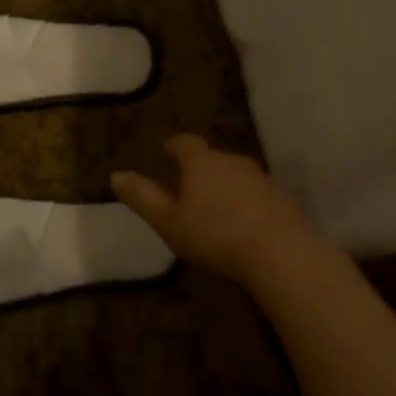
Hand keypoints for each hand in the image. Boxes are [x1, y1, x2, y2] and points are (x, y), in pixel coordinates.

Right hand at [110, 135, 317, 285]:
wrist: (278, 252)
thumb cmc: (214, 234)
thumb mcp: (168, 221)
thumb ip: (142, 197)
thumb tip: (115, 175)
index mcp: (201, 162)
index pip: (184, 143)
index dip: (173, 146)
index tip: (165, 152)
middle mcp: (232, 161)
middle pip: (211, 157)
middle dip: (198, 168)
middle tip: (186, 186)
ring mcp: (260, 178)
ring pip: (235, 174)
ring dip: (223, 185)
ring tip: (213, 206)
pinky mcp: (281, 198)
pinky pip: (255, 194)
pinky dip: (244, 202)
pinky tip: (241, 223)